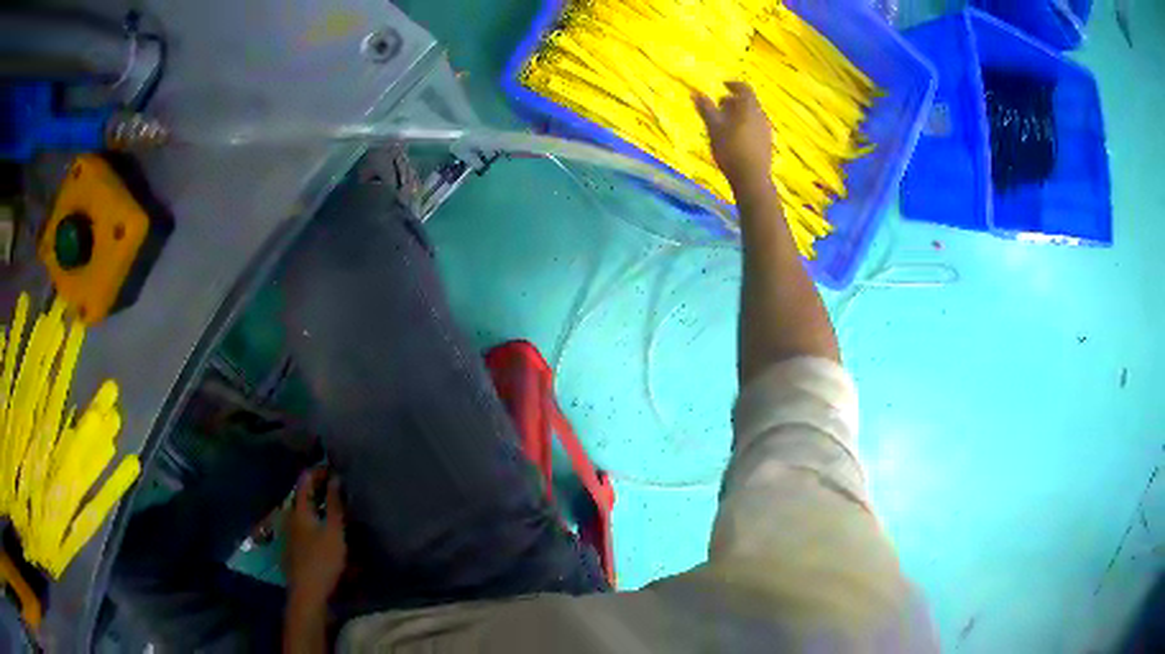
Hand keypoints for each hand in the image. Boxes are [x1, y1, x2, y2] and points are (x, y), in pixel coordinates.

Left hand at [283, 467, 346, 608]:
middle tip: (336, 484)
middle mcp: (290, 516)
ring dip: (316, 503)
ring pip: (302, 510)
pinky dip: (313, 517)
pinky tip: (323, 525)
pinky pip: (303, 523)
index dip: (317, 471)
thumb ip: (335, 504)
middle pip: (302, 495)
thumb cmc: (323, 559)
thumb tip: (336, 477)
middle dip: (317, 487)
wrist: (308, 591)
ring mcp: (290, 532)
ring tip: (332, 503)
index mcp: (299, 510)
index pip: (305, 481)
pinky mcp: (294, 546)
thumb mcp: (334, 531)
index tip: (332, 466)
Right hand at [693, 82, 773, 191]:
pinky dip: (745, 125)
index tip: (723, 85)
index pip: (744, 88)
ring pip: (752, 115)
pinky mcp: (767, 144)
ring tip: (725, 122)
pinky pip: (755, 127)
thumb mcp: (713, 127)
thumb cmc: (730, 148)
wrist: (752, 178)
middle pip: (748, 102)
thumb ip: (705, 108)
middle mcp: (761, 115)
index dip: (733, 84)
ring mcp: (766, 130)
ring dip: (739, 114)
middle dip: (734, 101)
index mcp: (749, 107)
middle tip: (720, 105)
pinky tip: (735, 137)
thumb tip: (694, 92)